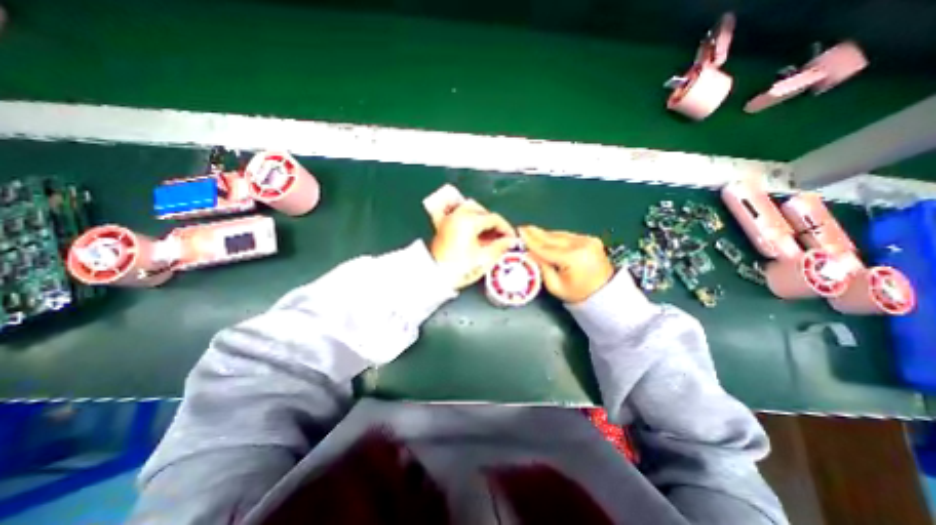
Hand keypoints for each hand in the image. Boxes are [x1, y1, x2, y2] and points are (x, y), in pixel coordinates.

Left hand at [429, 198, 514, 289]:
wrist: (435, 276)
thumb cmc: (459, 269)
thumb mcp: (484, 259)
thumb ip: (500, 247)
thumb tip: (510, 241)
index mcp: (469, 221)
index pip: (494, 218)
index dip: (506, 228)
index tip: (511, 238)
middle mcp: (458, 215)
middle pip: (482, 211)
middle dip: (494, 223)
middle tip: (501, 237)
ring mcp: (448, 219)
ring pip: (469, 208)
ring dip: (481, 217)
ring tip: (487, 232)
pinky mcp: (442, 225)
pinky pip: (452, 211)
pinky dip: (462, 212)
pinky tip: (466, 219)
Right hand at [519, 225, 615, 303]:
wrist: (605, 294)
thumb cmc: (578, 294)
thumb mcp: (555, 286)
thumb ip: (541, 267)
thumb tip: (529, 253)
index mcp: (573, 257)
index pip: (546, 248)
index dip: (531, 241)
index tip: (519, 233)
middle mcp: (581, 245)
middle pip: (553, 238)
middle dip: (536, 234)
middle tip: (522, 228)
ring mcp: (588, 240)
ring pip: (560, 235)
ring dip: (545, 234)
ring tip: (531, 231)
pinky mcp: (590, 239)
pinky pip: (567, 236)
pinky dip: (556, 237)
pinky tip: (546, 236)